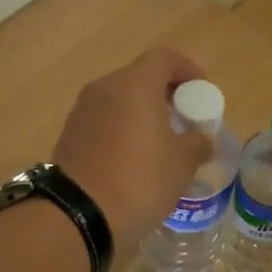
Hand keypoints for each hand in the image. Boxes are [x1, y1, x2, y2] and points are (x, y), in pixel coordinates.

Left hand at [54, 48, 210, 253]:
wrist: (79, 214)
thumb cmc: (139, 179)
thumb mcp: (182, 163)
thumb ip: (197, 142)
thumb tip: (201, 138)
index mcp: (134, 84)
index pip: (164, 58)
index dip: (187, 69)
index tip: (200, 92)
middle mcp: (104, 88)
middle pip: (140, 77)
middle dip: (165, 93)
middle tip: (184, 119)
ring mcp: (82, 110)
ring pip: (119, 99)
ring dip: (142, 112)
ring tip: (161, 143)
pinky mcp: (69, 134)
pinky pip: (103, 120)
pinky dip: (121, 128)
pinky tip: (134, 158)